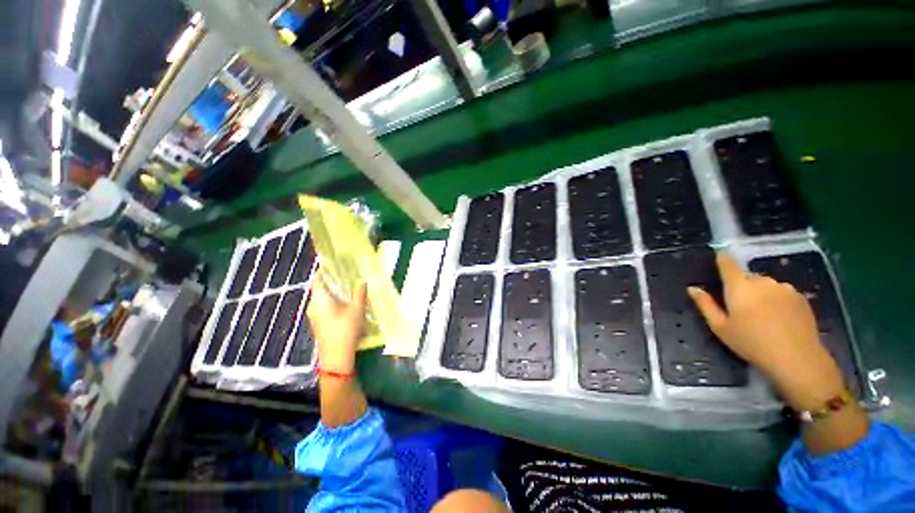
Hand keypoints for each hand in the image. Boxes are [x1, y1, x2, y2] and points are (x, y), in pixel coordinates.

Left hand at [306, 270, 367, 373]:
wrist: (336, 359)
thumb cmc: (345, 331)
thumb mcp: (357, 310)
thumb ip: (360, 293)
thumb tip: (362, 281)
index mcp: (319, 300)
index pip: (317, 279)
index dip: (323, 269)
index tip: (334, 262)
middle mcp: (313, 306)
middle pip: (320, 288)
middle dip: (331, 279)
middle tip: (346, 272)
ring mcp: (315, 316)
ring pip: (322, 298)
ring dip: (333, 291)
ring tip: (348, 285)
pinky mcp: (319, 323)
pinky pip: (324, 306)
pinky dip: (332, 300)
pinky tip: (345, 302)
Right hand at [688, 253, 845, 410]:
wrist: (797, 359)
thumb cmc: (751, 343)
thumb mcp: (720, 327)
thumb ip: (705, 305)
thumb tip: (692, 288)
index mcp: (739, 286)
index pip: (727, 263)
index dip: (722, 259)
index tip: (718, 259)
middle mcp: (762, 281)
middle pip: (747, 276)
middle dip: (741, 287)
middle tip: (740, 308)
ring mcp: (784, 288)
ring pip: (765, 285)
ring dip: (760, 293)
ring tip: (762, 316)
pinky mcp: (800, 297)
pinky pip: (782, 292)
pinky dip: (776, 300)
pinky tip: (778, 318)